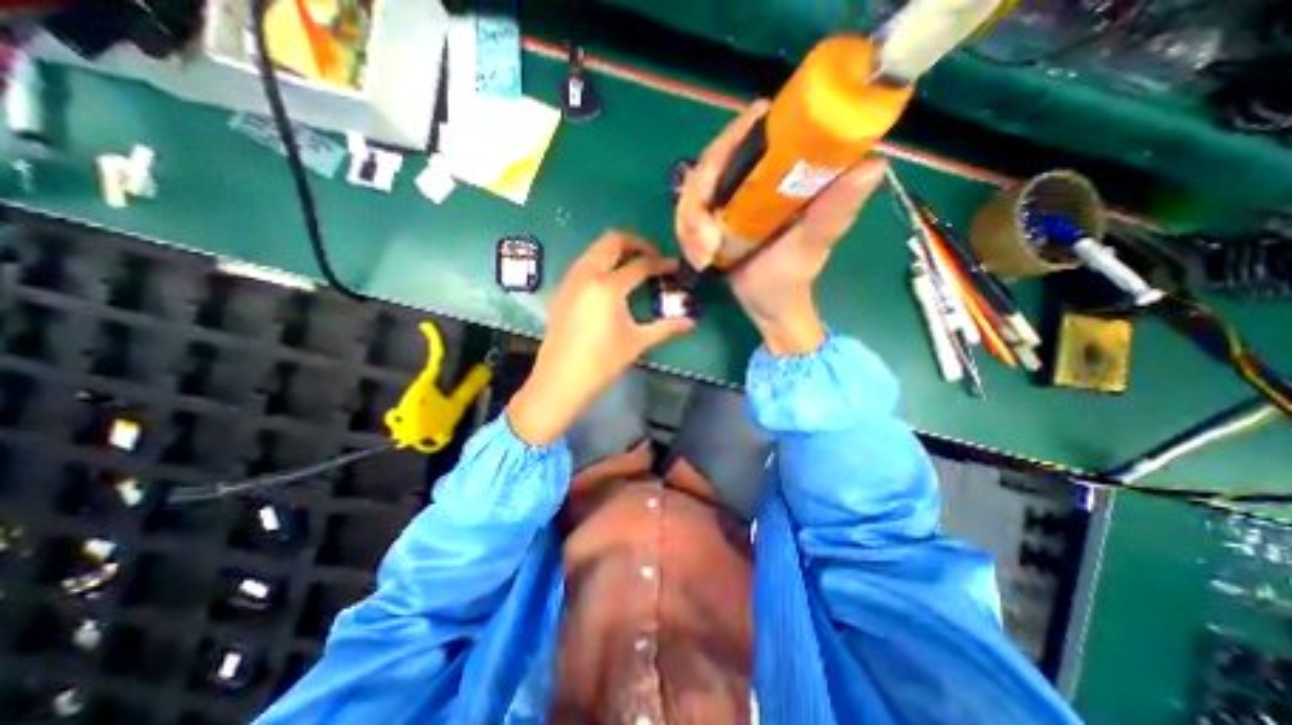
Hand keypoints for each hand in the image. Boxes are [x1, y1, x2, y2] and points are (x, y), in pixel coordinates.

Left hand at [506, 232, 697, 448]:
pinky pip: (583, 263)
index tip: (674, 267)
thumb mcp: (637, 342)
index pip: (640, 264)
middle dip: (636, 243)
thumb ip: (666, 327)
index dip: (661, 263)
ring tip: (633, 267)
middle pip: (612, 241)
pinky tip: (609, 283)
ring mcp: (571, 280)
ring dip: (616, 251)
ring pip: (594, 249)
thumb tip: (692, 321)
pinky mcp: (562, 290)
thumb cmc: (602, 362)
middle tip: (652, 258)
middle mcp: (587, 274)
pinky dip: (600, 262)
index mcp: (608, 286)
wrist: (560, 379)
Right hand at [678, 98, 888, 354]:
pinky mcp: (713, 218)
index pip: (751, 132)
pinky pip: (686, 216)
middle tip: (706, 239)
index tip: (713, 185)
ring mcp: (729, 197)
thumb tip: (874, 165)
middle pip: (709, 161)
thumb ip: (834, 211)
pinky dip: (686, 238)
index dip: (727, 145)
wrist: (767, 307)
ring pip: (691, 191)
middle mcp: (752, 176)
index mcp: (782, 171)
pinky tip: (699, 260)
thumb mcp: (812, 245)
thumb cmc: (792, 278)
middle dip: (697, 202)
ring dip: (689, 226)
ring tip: (703, 257)